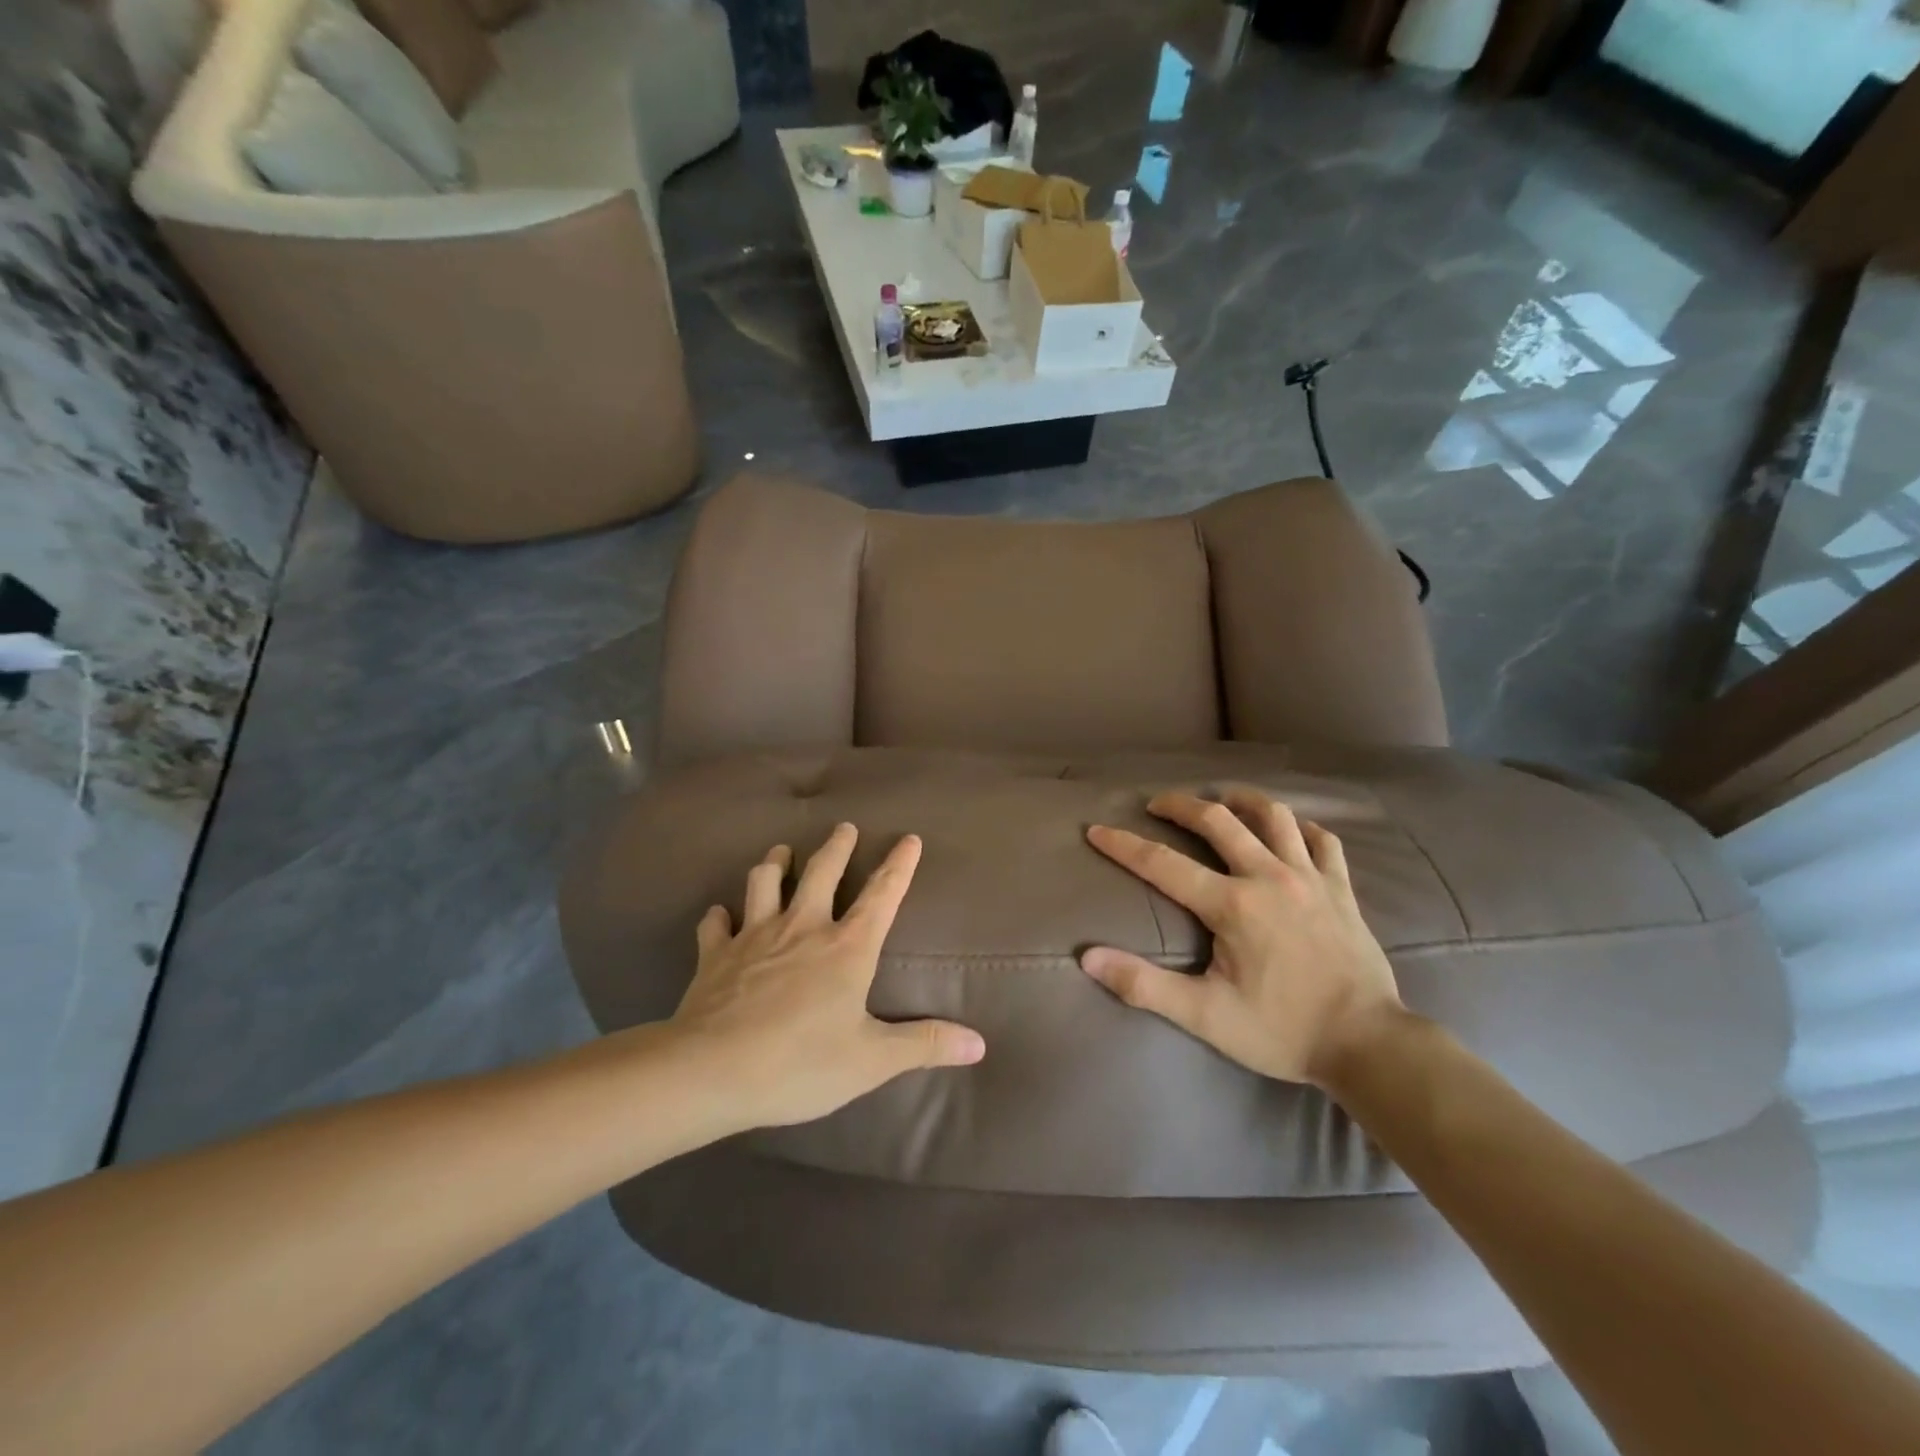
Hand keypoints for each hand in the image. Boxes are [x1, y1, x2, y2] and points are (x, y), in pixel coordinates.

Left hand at [668, 823, 985, 1128]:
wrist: (710, 1071)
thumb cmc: (800, 1063)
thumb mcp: (871, 1060)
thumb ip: (924, 1045)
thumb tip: (978, 1045)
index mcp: (846, 947)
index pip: (881, 896)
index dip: (898, 866)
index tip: (909, 838)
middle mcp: (802, 927)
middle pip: (822, 871)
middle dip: (837, 847)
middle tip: (844, 827)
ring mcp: (754, 936)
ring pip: (765, 882)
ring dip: (775, 864)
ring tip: (781, 852)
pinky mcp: (715, 954)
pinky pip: (716, 924)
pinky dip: (720, 916)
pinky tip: (720, 915)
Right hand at [1081, 790, 1403, 1086]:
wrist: (1369, 1045)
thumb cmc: (1282, 1031)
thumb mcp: (1205, 1016)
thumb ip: (1144, 985)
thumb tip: (1088, 957)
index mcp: (1233, 905)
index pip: (1163, 864)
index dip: (1124, 845)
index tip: (1097, 830)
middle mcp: (1269, 877)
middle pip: (1218, 821)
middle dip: (1181, 805)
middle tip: (1157, 803)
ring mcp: (1310, 878)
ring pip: (1274, 816)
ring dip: (1242, 801)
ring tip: (1221, 801)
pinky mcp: (1341, 888)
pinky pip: (1321, 840)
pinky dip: (1300, 828)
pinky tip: (1288, 832)